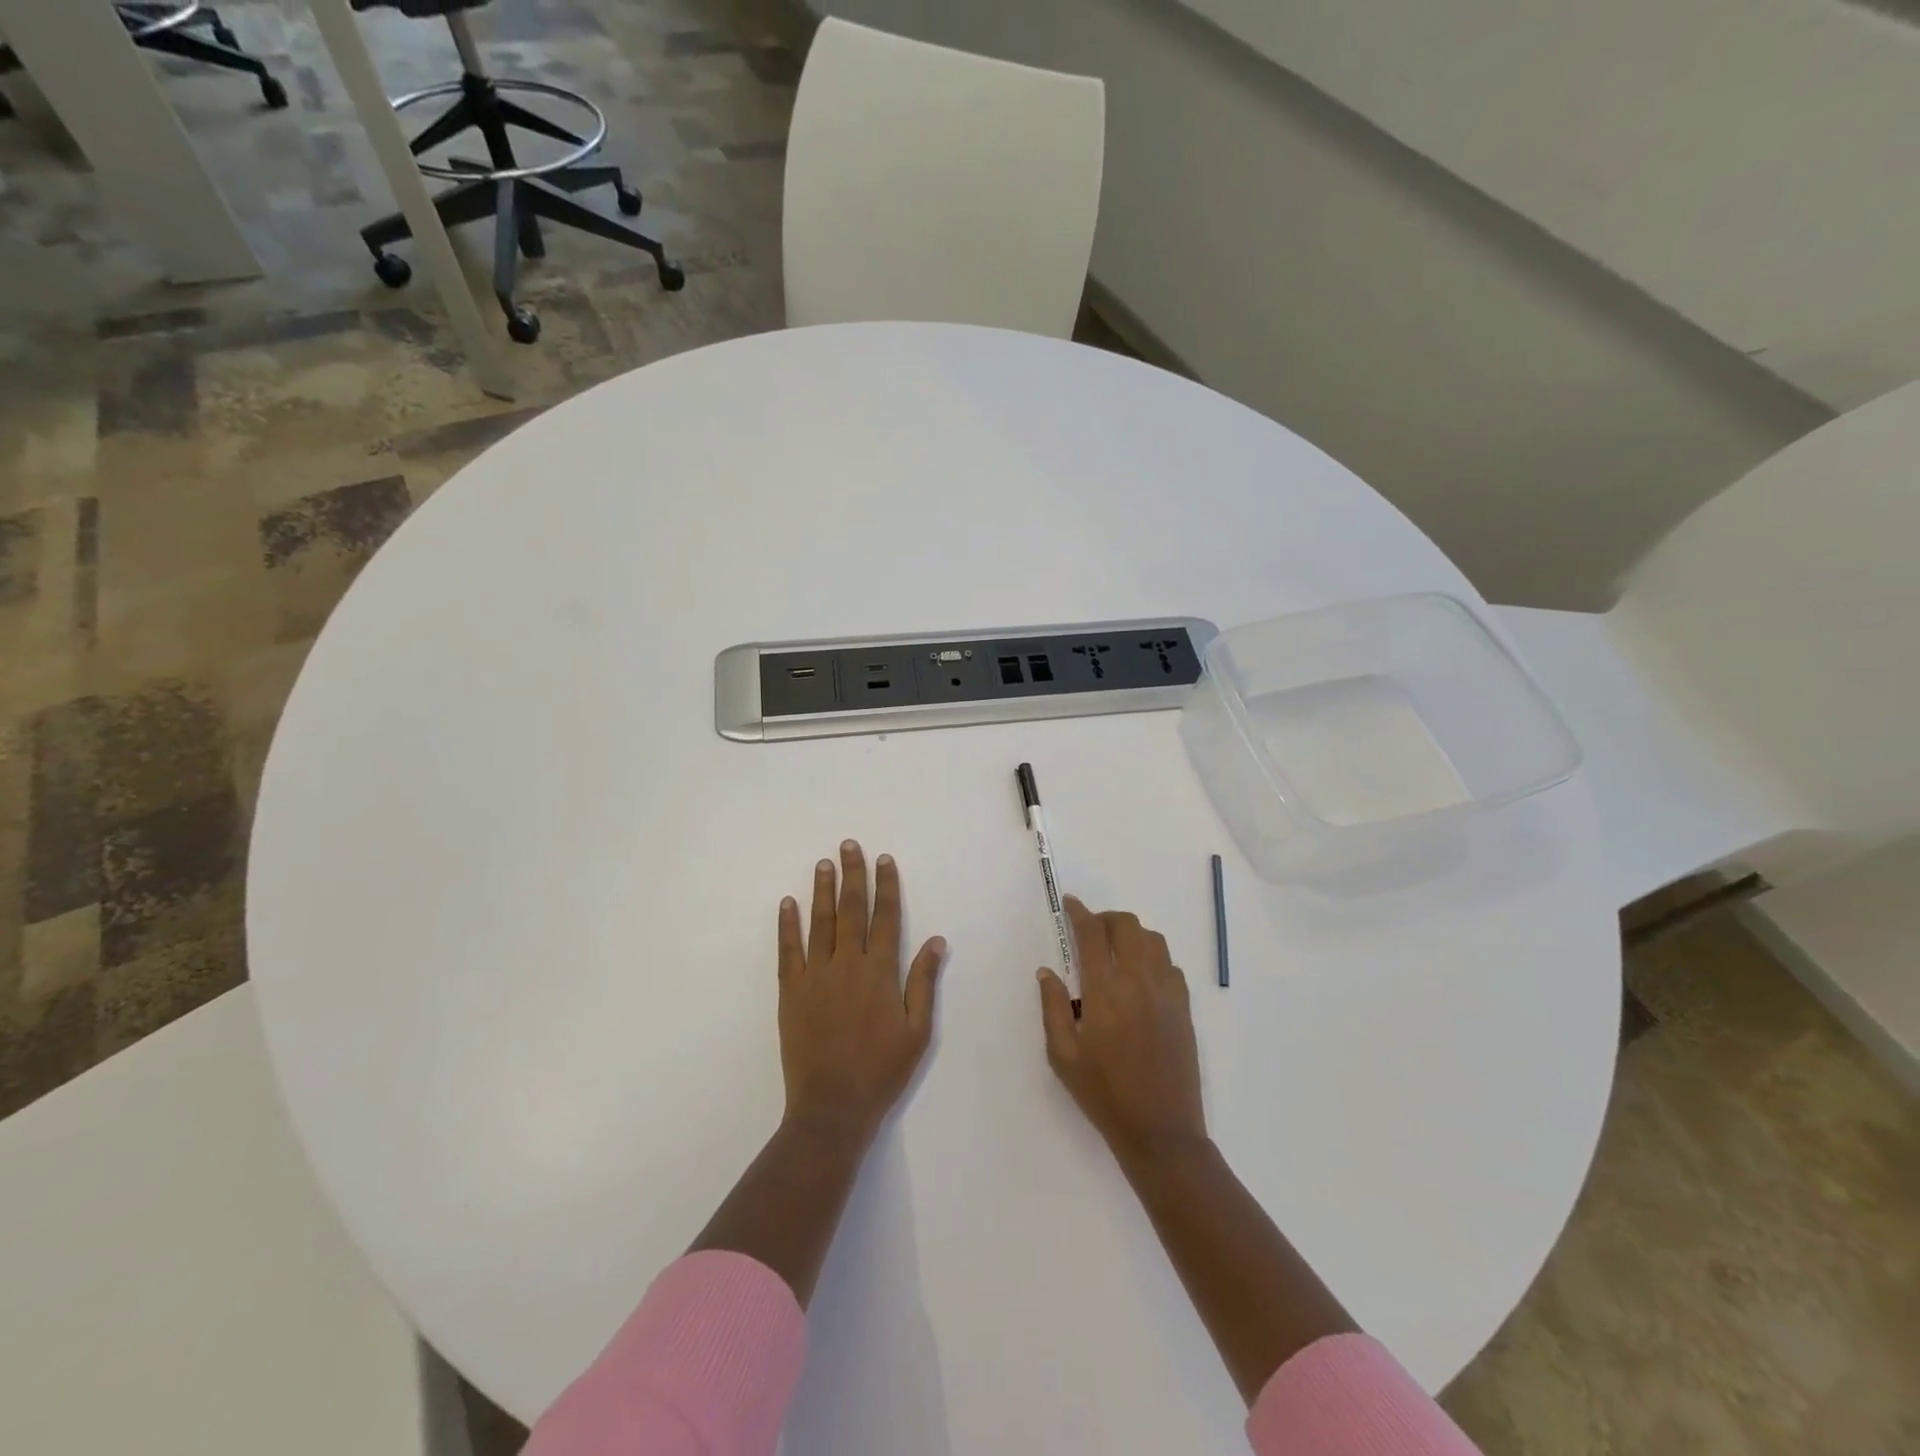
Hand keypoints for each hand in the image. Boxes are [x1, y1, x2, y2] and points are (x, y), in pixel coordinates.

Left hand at [779, 840, 944, 1143]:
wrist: (832, 1107)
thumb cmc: (882, 1070)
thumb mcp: (917, 1031)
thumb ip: (923, 982)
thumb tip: (936, 940)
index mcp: (881, 972)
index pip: (886, 917)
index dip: (886, 886)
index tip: (884, 860)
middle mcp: (848, 964)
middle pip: (852, 909)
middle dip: (853, 875)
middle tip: (849, 845)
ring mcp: (816, 975)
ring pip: (820, 922)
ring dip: (823, 890)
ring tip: (823, 863)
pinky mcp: (791, 991)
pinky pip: (788, 950)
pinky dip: (787, 924)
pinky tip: (788, 902)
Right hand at [1039, 897, 1206, 1167]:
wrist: (1161, 1131)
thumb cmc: (1104, 1095)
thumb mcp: (1063, 1056)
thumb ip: (1052, 1007)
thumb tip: (1047, 971)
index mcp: (1106, 992)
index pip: (1092, 934)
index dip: (1079, 912)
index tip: (1069, 903)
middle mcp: (1139, 982)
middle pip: (1127, 925)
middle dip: (1105, 918)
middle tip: (1090, 931)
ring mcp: (1167, 993)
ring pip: (1153, 939)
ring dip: (1131, 934)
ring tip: (1115, 951)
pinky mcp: (1184, 1008)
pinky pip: (1170, 964)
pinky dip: (1153, 957)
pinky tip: (1140, 977)